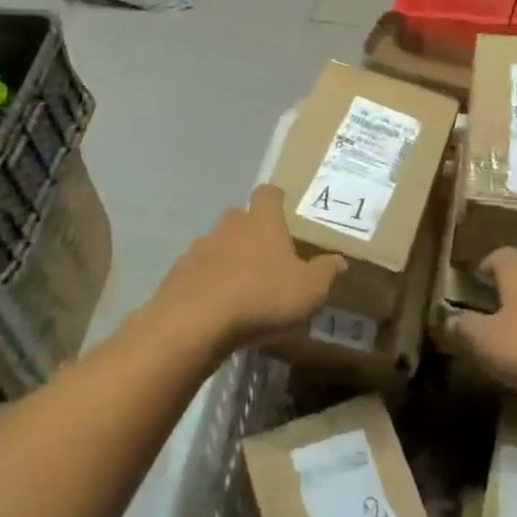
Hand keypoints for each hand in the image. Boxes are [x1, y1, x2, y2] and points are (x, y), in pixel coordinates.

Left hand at [145, 184, 343, 357]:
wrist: (194, 323)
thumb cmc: (262, 297)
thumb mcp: (309, 290)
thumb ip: (325, 272)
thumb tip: (339, 260)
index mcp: (262, 221)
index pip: (268, 193)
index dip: (276, 200)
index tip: (284, 212)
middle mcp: (229, 226)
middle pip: (240, 217)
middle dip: (252, 231)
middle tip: (268, 257)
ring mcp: (199, 248)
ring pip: (217, 244)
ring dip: (228, 259)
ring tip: (242, 287)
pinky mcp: (178, 273)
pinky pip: (199, 271)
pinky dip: (209, 282)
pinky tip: (218, 306)